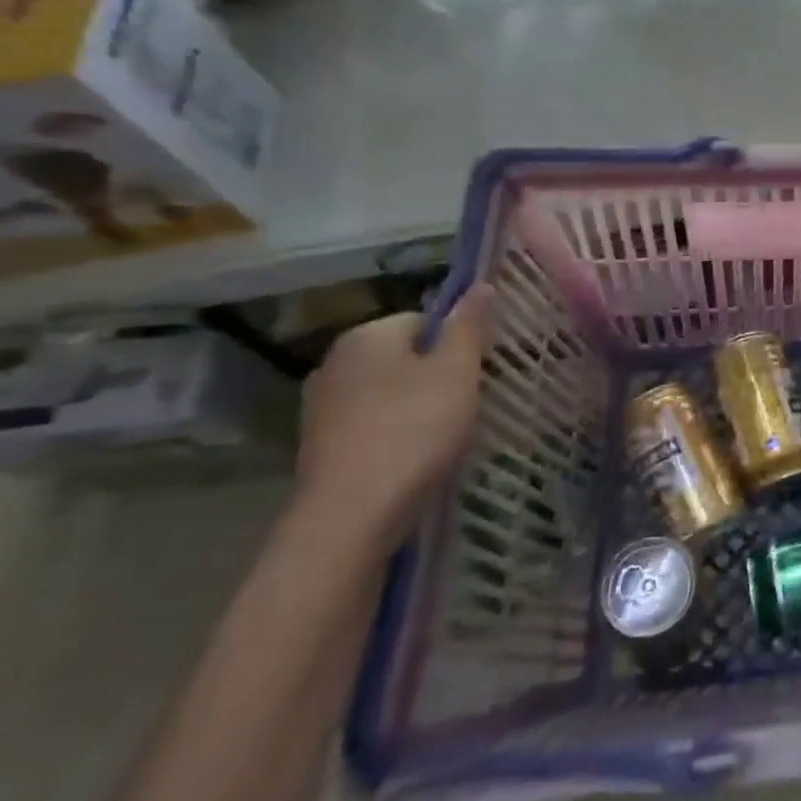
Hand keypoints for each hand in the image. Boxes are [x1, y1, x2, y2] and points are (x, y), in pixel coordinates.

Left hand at [293, 286, 491, 555]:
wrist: (351, 516)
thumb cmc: (414, 430)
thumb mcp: (457, 371)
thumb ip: (470, 326)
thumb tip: (481, 284)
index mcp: (367, 335)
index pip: (426, 321)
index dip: (458, 345)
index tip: (476, 374)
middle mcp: (336, 362)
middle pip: (407, 356)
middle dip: (438, 376)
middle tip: (466, 404)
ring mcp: (322, 406)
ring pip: (390, 392)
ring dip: (418, 407)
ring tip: (445, 435)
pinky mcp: (320, 445)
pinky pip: (372, 424)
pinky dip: (395, 434)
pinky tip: (414, 458)